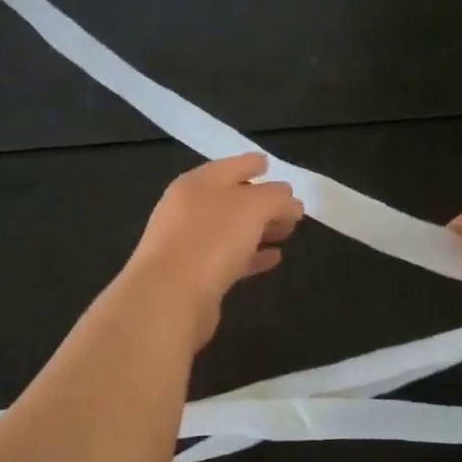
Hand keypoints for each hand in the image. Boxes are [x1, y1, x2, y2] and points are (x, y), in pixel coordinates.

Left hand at [121, 154, 303, 345]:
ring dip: (259, 229)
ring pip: (231, 229)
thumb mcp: (253, 208)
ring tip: (287, 233)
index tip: (269, 164)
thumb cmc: (211, 240)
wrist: (169, 298)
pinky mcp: (194, 276)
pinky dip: (251, 255)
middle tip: (291, 209)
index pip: (230, 166)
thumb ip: (276, 199)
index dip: (251, 163)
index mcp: (197, 184)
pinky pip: (229, 258)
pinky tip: (273, 259)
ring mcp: (188, 243)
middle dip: (262, 201)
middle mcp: (189, 209)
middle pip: (231, 198)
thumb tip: (290, 200)